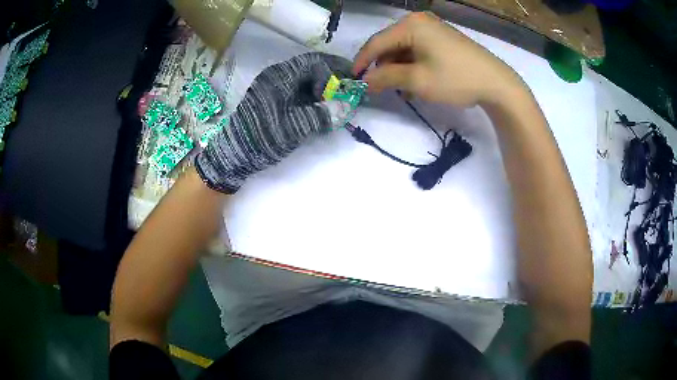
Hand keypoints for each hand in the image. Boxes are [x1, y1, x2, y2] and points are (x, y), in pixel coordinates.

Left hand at [195, 53, 351, 193]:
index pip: (313, 62)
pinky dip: (312, 96)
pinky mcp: (272, 99)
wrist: (234, 154)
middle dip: (330, 78)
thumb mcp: (295, 127)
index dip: (332, 72)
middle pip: (309, 68)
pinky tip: (320, 108)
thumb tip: (347, 106)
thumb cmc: (262, 137)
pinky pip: (297, 90)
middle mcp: (276, 76)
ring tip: (337, 101)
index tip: (342, 89)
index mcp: (280, 76)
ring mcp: (273, 87)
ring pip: (304, 80)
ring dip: (322, 87)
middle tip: (347, 89)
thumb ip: (322, 115)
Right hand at [353, 12, 526, 107]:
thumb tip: (364, 81)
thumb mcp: (417, 80)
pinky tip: (416, 82)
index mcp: (410, 25)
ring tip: (402, 90)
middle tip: (380, 88)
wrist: (496, 83)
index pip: (376, 42)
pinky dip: (412, 65)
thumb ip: (386, 78)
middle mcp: (419, 21)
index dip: (362, 62)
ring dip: (398, 69)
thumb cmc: (456, 79)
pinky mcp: (442, 38)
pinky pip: (418, 50)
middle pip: (390, 44)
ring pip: (403, 48)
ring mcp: (432, 29)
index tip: (353, 80)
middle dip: (383, 67)